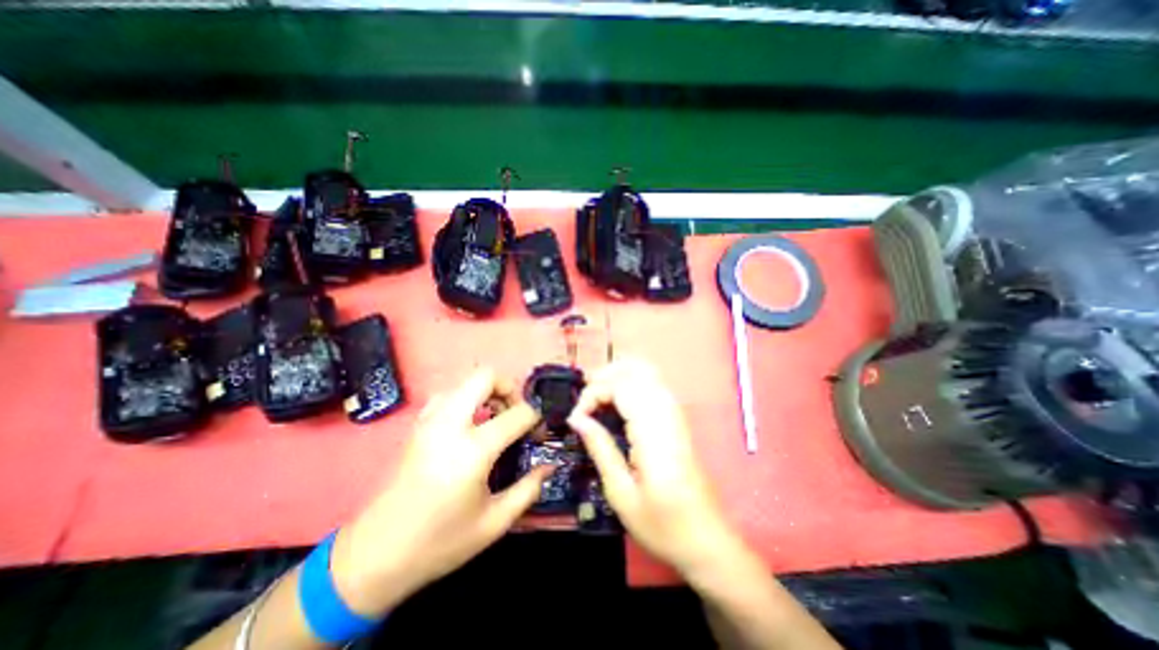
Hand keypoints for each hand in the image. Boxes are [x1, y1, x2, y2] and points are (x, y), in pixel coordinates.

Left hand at [329, 366, 556, 613]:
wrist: (375, 556)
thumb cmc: (440, 542)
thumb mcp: (494, 523)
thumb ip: (528, 489)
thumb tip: (549, 465)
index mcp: (473, 449)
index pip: (518, 413)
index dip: (536, 418)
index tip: (538, 433)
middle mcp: (450, 424)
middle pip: (485, 376)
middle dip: (508, 388)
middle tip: (515, 413)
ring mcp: (430, 421)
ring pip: (465, 382)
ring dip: (486, 392)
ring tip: (495, 418)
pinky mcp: (418, 426)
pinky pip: (448, 395)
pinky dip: (466, 399)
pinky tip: (469, 425)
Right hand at [568, 359, 742, 578]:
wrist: (707, 539)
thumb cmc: (662, 524)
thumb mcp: (621, 493)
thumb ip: (600, 449)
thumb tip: (577, 419)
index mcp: (653, 431)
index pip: (621, 387)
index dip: (593, 393)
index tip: (576, 418)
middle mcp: (667, 413)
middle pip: (635, 369)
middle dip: (605, 375)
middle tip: (584, 397)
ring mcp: (676, 413)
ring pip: (646, 371)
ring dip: (617, 375)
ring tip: (595, 395)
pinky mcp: (677, 418)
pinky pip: (652, 384)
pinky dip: (630, 383)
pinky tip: (616, 402)